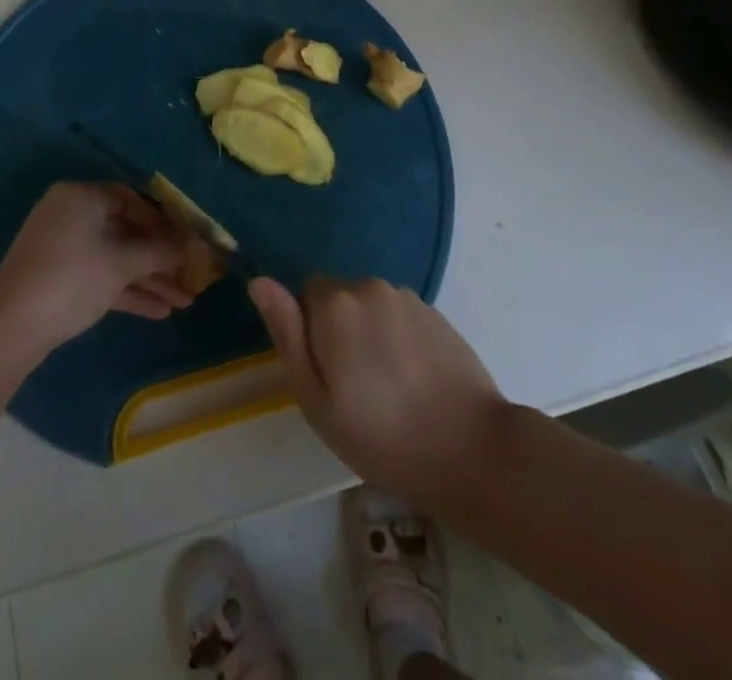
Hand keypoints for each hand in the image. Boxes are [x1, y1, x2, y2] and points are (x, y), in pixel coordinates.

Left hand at [0, 182, 193, 353]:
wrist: (9, 328)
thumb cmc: (72, 278)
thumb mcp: (122, 263)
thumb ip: (163, 251)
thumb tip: (199, 245)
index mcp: (82, 196)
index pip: (133, 199)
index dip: (165, 221)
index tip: (189, 242)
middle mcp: (72, 214)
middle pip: (127, 231)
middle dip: (162, 258)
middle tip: (192, 276)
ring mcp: (64, 247)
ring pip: (116, 257)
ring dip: (150, 279)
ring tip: (185, 302)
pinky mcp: (59, 277)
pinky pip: (101, 275)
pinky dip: (128, 290)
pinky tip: (160, 311)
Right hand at [250, 275, 510, 510]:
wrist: (472, 449)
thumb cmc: (382, 435)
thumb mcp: (317, 398)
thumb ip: (287, 333)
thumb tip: (259, 282)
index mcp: (336, 303)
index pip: (306, 294)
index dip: (310, 331)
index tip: (326, 372)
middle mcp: (370, 286)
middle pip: (339, 297)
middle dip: (339, 329)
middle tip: (354, 386)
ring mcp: (408, 297)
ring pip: (371, 306)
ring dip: (370, 332)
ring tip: (387, 387)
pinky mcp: (436, 313)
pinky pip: (400, 316)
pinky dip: (399, 338)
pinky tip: (413, 380)